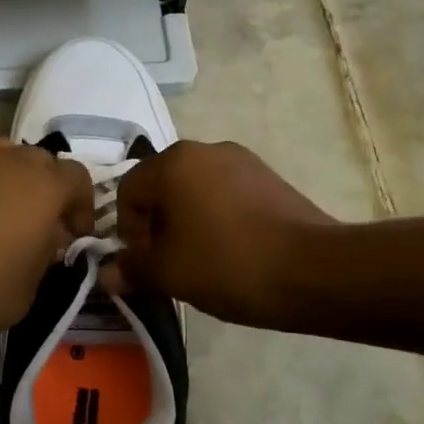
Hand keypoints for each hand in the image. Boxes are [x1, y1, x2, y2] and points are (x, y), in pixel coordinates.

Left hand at [0, 138, 95, 344]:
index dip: (80, 206)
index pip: (78, 179)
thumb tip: (47, 238)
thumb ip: (46, 255)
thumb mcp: (29, 288)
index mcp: (44, 185)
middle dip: (43, 188)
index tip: (73, 235)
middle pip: (38, 161)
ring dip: (5, 177)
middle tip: (36, 223)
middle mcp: (8, 159)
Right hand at [99, 141, 334, 326]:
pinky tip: (231, 251)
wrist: (314, 270)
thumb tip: (109, 273)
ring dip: (187, 222)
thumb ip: (132, 269)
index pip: (128, 191)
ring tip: (201, 260)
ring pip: (195, 190)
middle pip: (162, 186)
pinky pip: (226, 194)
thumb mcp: (169, 274)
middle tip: (168, 264)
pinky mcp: (269, 177)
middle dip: (157, 225)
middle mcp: (205, 149)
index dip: (127, 231)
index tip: (144, 264)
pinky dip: (217, 218)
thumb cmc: (228, 265)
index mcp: (173, 163)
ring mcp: (242, 160)